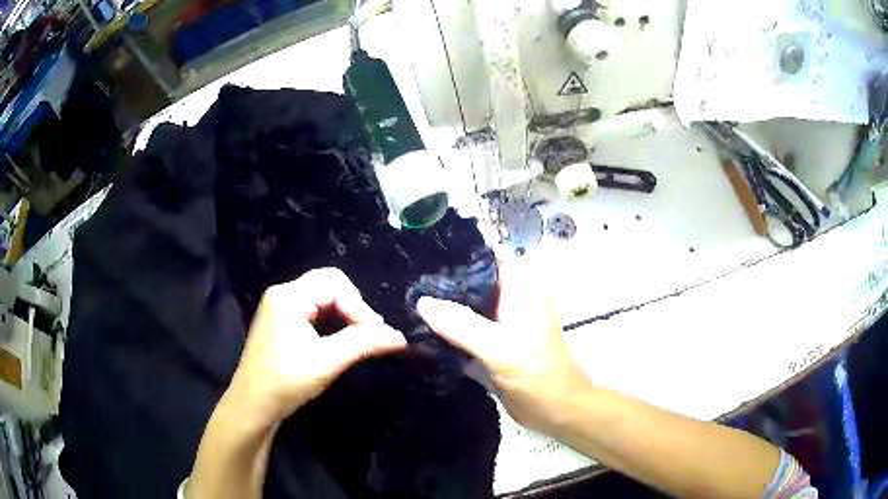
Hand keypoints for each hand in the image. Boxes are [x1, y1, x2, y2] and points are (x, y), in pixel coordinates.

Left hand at [227, 268, 406, 427]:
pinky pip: (314, 311)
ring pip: (323, 298)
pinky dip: (333, 321)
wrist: (253, 406)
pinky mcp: (283, 324)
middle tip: (369, 334)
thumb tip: (400, 337)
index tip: (376, 334)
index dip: (359, 307)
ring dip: (344, 314)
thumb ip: (363, 344)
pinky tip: (341, 340)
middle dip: (353, 307)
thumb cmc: (285, 381)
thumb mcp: (326, 361)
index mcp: (288, 296)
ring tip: (360, 338)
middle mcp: (283, 295)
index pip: (334, 284)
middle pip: (329, 285)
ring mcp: (281, 309)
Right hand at [417, 263, 591, 435]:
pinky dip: (446, 330)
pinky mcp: (493, 346)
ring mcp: (501, 324)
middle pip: (472, 282)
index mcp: (521, 289)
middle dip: (441, 283)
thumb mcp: (503, 350)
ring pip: (467, 307)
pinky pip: (465, 330)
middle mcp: (511, 300)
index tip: (419, 260)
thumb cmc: (539, 378)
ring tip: (405, 302)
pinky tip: (419, 330)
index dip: (455, 256)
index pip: (485, 259)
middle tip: (406, 285)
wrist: (557, 412)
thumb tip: (423, 303)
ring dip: (442, 308)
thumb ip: (464, 326)